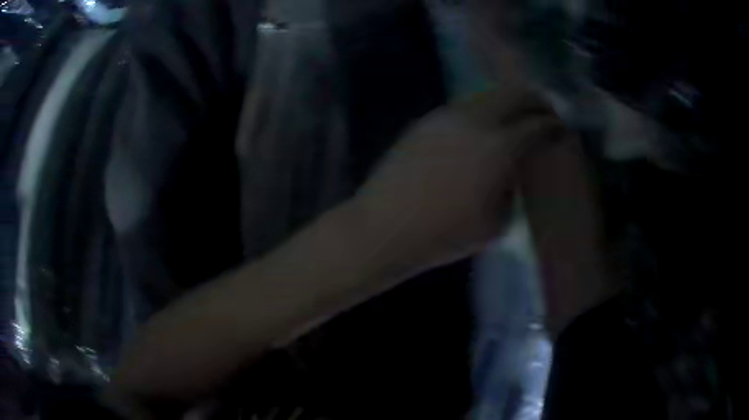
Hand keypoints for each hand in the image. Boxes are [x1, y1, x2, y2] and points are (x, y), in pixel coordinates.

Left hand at [350, 88, 566, 276]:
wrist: (384, 227)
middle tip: (544, 113)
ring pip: (487, 95)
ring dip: (506, 102)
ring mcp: (446, 115)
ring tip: (513, 120)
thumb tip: (515, 168)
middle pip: (514, 93)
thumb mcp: (497, 222)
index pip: (538, 123)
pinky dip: (482, 111)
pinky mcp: (425, 120)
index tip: (561, 129)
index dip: (554, 124)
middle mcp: (476, 120)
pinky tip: (480, 130)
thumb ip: (513, 188)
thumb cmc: (444, 235)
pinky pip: (463, 107)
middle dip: (534, 100)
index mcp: (499, 147)